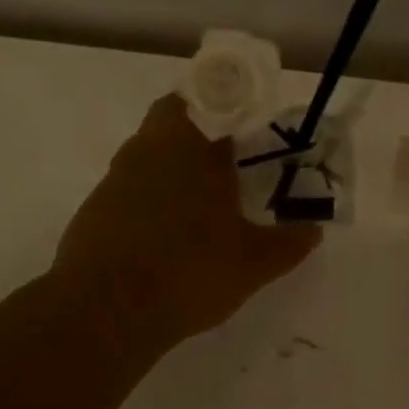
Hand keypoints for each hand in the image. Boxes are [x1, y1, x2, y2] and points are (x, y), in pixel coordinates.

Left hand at [45, 94, 320, 360]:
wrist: (105, 311)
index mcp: (191, 145)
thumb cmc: (189, 271)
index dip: (235, 106)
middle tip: (234, 165)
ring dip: (177, 168)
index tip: (254, 128)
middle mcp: (148, 149)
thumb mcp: (254, 263)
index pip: (212, 97)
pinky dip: (153, 200)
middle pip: (175, 118)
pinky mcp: (96, 209)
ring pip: (151, 154)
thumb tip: (313, 229)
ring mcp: (116, 178)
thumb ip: (289, 243)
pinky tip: (171, 237)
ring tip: (206, 206)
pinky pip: (132, 189)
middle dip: (204, 134)